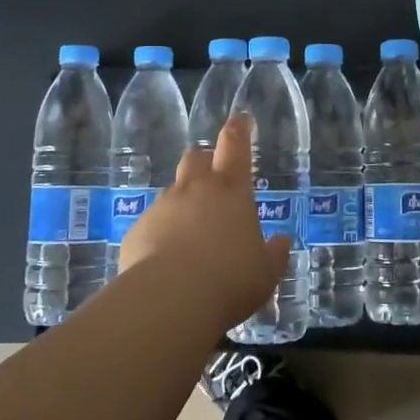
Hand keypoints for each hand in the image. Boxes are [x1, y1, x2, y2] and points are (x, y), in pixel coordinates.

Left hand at [117, 113, 293, 327]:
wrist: (169, 301)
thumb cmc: (230, 279)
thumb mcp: (266, 271)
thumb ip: (275, 253)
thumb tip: (282, 241)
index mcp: (231, 190)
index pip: (235, 146)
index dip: (239, 129)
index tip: (240, 118)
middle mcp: (195, 190)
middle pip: (197, 158)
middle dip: (206, 160)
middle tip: (215, 175)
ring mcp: (162, 207)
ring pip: (173, 191)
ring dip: (184, 201)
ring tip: (192, 229)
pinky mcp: (137, 230)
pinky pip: (153, 222)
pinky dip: (162, 231)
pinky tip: (167, 258)